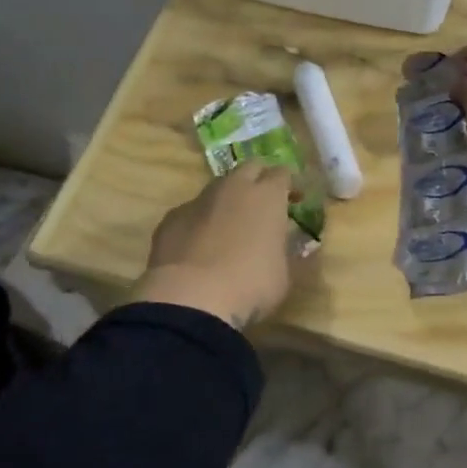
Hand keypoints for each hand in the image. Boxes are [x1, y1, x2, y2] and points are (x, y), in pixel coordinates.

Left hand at [134, 165, 299, 329]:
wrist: (190, 299)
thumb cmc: (250, 285)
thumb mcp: (283, 275)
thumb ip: (287, 252)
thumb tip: (294, 246)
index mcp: (267, 196)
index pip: (282, 173)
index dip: (289, 185)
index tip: (294, 201)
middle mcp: (233, 188)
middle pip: (249, 168)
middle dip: (259, 180)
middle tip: (264, 204)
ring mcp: (199, 200)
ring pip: (218, 187)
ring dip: (227, 199)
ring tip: (230, 226)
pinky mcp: (171, 218)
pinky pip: (191, 212)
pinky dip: (200, 222)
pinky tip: (199, 246)